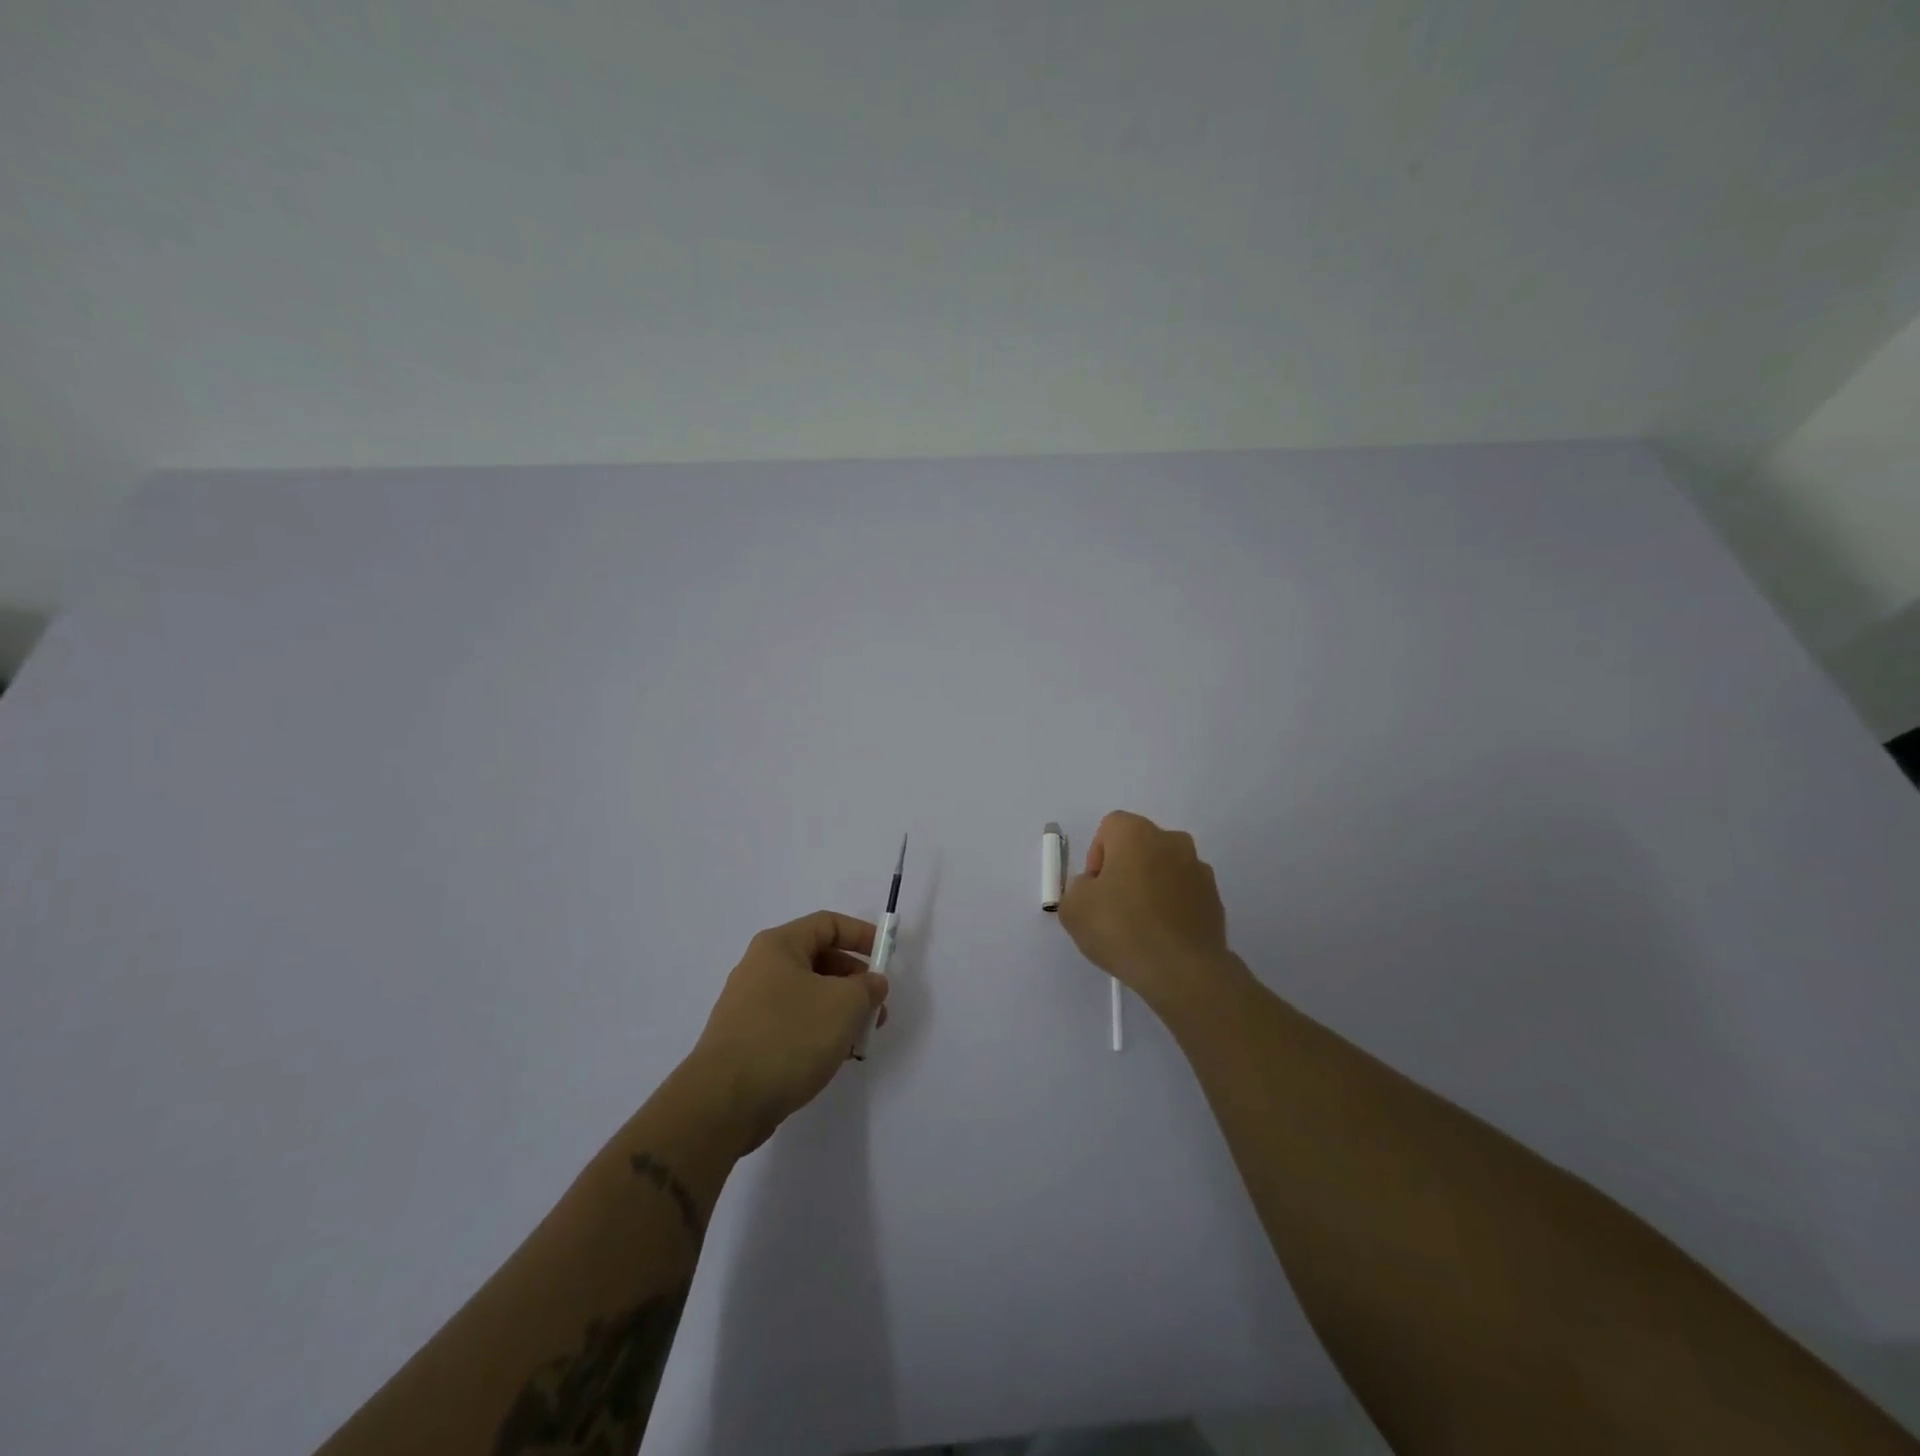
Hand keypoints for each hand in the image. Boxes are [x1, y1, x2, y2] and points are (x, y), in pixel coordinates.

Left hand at [686, 911, 889, 1154]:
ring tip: (861, 1038)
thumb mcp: (844, 1005)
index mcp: (779, 946)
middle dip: (855, 980)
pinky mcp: (747, 1039)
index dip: (862, 935)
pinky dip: (818, 1031)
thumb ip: (867, 987)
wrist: (724, 1102)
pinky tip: (834, 1056)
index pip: (828, 924)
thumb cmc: (788, 1037)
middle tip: (878, 1007)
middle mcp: (760, 968)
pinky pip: (792, 1022)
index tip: (887, 957)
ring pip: (808, 995)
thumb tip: (871, 983)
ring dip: (840, 1010)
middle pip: (819, 960)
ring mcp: (750, 1005)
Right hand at [1056, 811, 1233, 1010]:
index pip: (1110, 827)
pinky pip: (1184, 893)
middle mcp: (1172, 841)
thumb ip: (1077, 888)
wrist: (1183, 972)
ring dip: (1150, 887)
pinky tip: (1162, 937)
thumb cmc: (1122, 929)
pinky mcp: (1215, 899)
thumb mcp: (1074, 908)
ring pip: (1164, 869)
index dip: (1096, 855)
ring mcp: (1199, 869)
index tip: (1094, 889)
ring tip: (1139, 926)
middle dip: (1124, 869)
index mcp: (1137, 833)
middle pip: (1139, 846)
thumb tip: (1093, 888)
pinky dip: (1172, 907)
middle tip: (1112, 906)